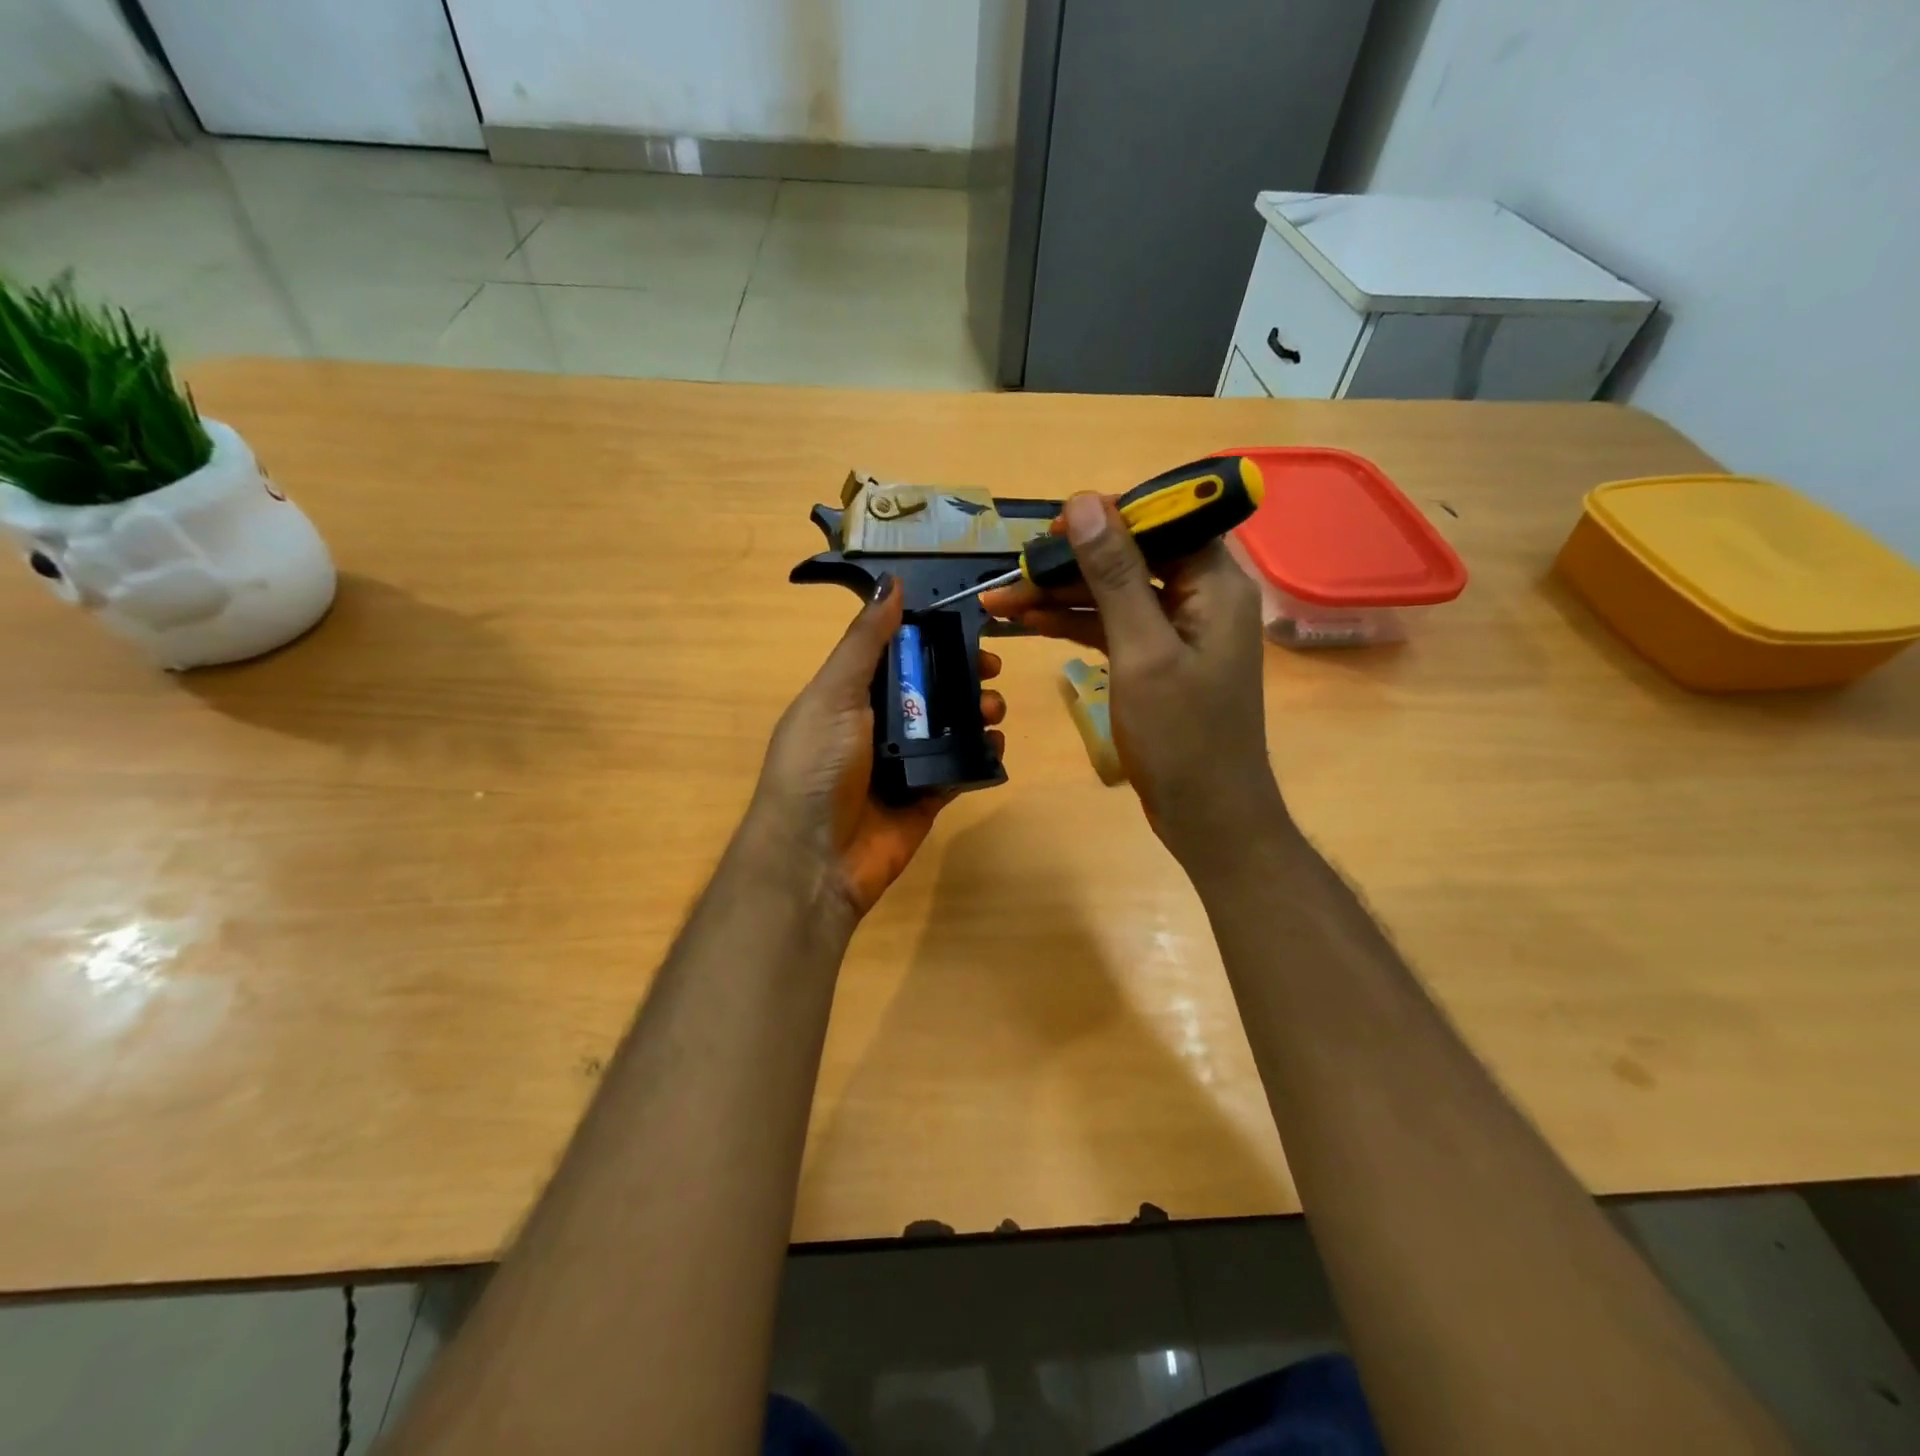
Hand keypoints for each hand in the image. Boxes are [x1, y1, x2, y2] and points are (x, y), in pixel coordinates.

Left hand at [749, 576, 1005, 918]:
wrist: (815, 859)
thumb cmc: (818, 766)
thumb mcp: (834, 694)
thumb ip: (865, 641)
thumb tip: (891, 583)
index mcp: (849, 695)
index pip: (896, 654)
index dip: (931, 637)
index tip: (968, 626)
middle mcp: (877, 725)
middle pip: (930, 688)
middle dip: (963, 674)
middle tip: (992, 670)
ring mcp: (904, 764)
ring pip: (951, 726)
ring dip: (978, 711)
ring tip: (994, 709)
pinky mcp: (927, 798)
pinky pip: (961, 768)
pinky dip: (982, 754)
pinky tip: (996, 744)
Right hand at [981, 493, 1283, 868]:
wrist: (1207, 814)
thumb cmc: (1181, 735)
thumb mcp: (1142, 650)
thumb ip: (1115, 575)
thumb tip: (1085, 503)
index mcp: (1215, 583)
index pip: (1163, 520)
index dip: (1107, 517)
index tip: (1052, 529)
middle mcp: (1201, 596)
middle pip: (1130, 557)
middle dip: (1070, 563)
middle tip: (1012, 570)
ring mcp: (1177, 630)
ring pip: (1113, 593)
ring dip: (1060, 596)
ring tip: (1000, 600)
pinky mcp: (1157, 659)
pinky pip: (1112, 626)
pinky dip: (1073, 625)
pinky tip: (1027, 623)